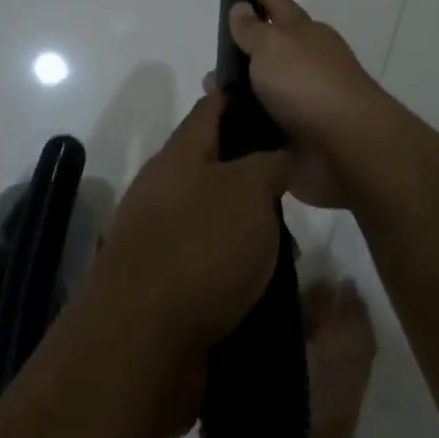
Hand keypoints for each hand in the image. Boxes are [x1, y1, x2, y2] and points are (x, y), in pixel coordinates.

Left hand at [93, 91, 291, 364]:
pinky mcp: (164, 283)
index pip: (210, 109)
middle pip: (213, 165)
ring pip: (215, 217)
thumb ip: (269, 164)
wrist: (142, 340)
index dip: (238, 97)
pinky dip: (237, 267)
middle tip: (295, 184)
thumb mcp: (249, 190)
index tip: (270, 97)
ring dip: (249, 227)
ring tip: (291, 244)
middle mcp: (164, 188)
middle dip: (254, 173)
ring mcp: (159, 237)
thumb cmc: (201, 246)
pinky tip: (267, 282)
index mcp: (179, 155)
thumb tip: (277, 156)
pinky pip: (210, 261)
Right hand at [227, 0, 396, 208]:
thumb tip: (241, 8)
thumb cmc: (307, 83)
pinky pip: (261, 128)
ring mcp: (302, 103)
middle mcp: (306, 65)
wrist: (345, 147)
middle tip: (213, 52)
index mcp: (306, 34)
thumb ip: (253, 29)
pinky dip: (243, 126)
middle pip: (270, 51)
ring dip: (238, 93)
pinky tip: (219, 128)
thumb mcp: (273, 45)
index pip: (280, 6)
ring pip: (262, 91)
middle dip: (243, 51)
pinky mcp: (295, 139)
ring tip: (209, 96)